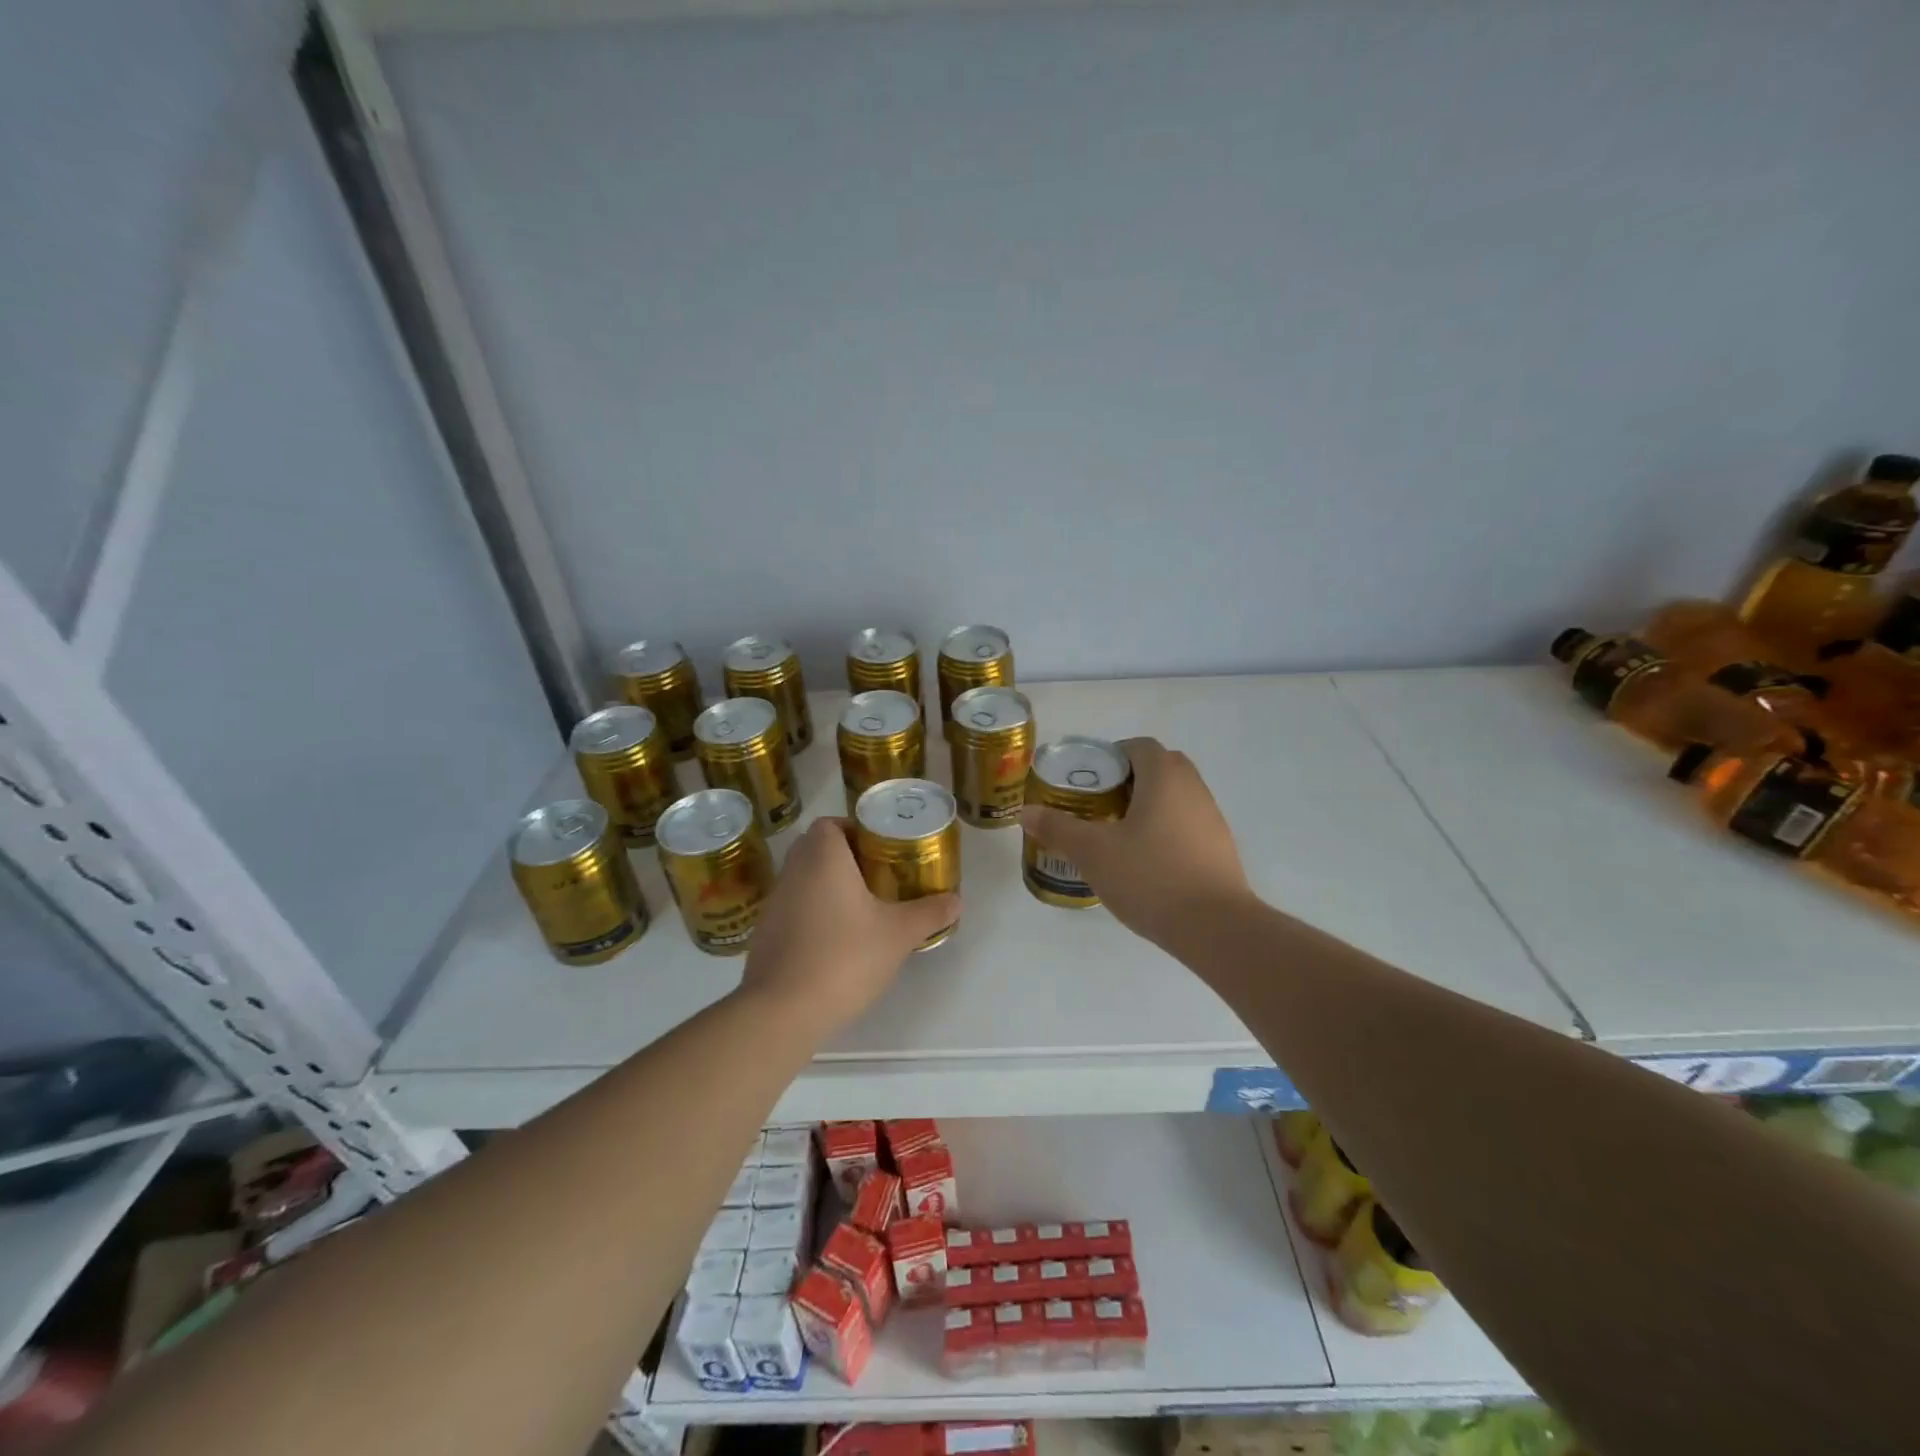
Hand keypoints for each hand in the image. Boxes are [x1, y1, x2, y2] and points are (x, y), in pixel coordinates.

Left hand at [739, 817, 960, 1035]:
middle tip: (879, 879)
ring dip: (828, 887)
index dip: (856, 831)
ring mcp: (774, 902)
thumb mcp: (898, 934)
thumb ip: (929, 913)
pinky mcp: (765, 933)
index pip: (831, 823)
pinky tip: (835, 941)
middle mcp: (793, 870)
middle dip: (847, 859)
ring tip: (861, 910)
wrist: (782, 1010)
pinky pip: (793, 908)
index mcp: (822, 857)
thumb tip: (956, 900)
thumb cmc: (844, 957)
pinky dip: (813, 914)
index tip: (881, 852)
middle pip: (817, 848)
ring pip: (804, 879)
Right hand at [1020, 736, 1250, 945]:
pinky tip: (1146, 863)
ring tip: (1118, 836)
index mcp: (1165, 776)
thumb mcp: (1093, 852)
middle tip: (1098, 806)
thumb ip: (1058, 828)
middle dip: (1128, 781)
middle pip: (1159, 768)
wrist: (1215, 928)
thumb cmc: (1151, 876)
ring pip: (1175, 797)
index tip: (1088, 781)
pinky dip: (1165, 831)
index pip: (1139, 746)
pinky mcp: (1220, 848)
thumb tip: (1025, 812)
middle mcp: (1194, 788)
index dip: (1111, 756)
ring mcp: (1212, 818)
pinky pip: (1187, 825)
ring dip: (1148, 806)